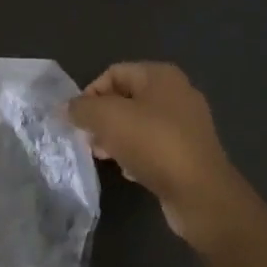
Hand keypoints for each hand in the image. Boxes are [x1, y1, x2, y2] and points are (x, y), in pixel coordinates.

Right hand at [67, 62, 252, 247]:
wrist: (200, 192)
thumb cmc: (153, 144)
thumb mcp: (107, 118)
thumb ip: (81, 108)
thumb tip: (66, 108)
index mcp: (161, 76)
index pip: (113, 73)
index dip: (90, 94)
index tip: (78, 120)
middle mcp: (177, 93)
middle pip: (125, 99)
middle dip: (101, 118)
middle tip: (89, 140)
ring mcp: (186, 124)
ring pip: (137, 124)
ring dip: (115, 138)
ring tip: (104, 156)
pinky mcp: (189, 152)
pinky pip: (152, 146)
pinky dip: (136, 155)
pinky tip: (128, 171)